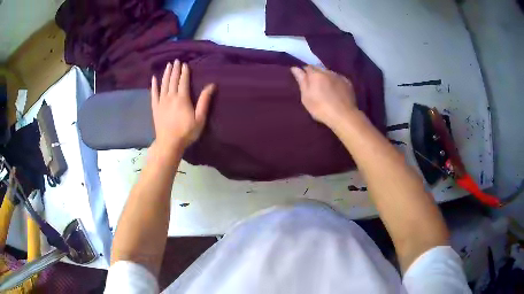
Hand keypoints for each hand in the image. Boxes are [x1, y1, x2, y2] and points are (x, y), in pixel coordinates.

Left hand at [151, 60, 214, 151]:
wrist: (169, 143)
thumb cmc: (186, 132)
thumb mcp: (200, 118)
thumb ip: (204, 101)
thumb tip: (211, 85)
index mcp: (182, 98)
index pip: (183, 81)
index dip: (184, 72)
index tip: (185, 64)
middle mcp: (171, 97)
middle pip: (173, 80)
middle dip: (175, 69)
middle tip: (176, 61)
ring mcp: (161, 102)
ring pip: (163, 84)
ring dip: (166, 74)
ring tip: (168, 65)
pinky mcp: (155, 107)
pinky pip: (153, 94)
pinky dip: (154, 85)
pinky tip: (154, 78)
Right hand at [291, 66, 358, 128]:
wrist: (343, 116)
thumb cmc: (320, 108)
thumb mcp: (306, 97)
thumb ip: (301, 81)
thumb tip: (295, 68)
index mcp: (316, 74)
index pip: (308, 67)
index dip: (305, 72)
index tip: (304, 80)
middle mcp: (328, 71)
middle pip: (319, 69)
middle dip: (316, 74)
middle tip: (315, 86)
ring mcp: (339, 76)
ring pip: (330, 73)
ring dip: (326, 78)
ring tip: (326, 89)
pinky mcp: (348, 83)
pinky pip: (339, 79)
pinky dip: (336, 82)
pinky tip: (336, 91)